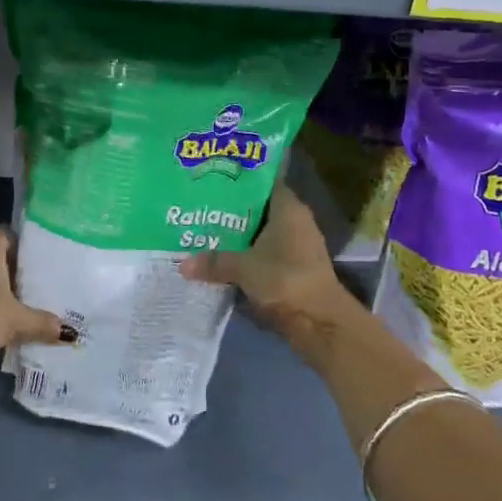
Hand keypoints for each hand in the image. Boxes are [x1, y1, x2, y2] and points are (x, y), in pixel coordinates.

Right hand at [177, 184, 348, 328]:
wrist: (319, 322)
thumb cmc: (284, 279)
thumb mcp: (243, 268)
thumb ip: (213, 262)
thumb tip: (182, 265)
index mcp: (288, 208)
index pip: (263, 182)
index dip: (240, 179)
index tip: (214, 178)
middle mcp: (296, 221)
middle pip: (260, 208)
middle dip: (233, 210)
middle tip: (202, 206)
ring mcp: (298, 246)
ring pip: (262, 232)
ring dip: (240, 236)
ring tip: (206, 232)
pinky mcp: (296, 268)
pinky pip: (266, 253)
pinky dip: (248, 255)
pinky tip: (224, 258)